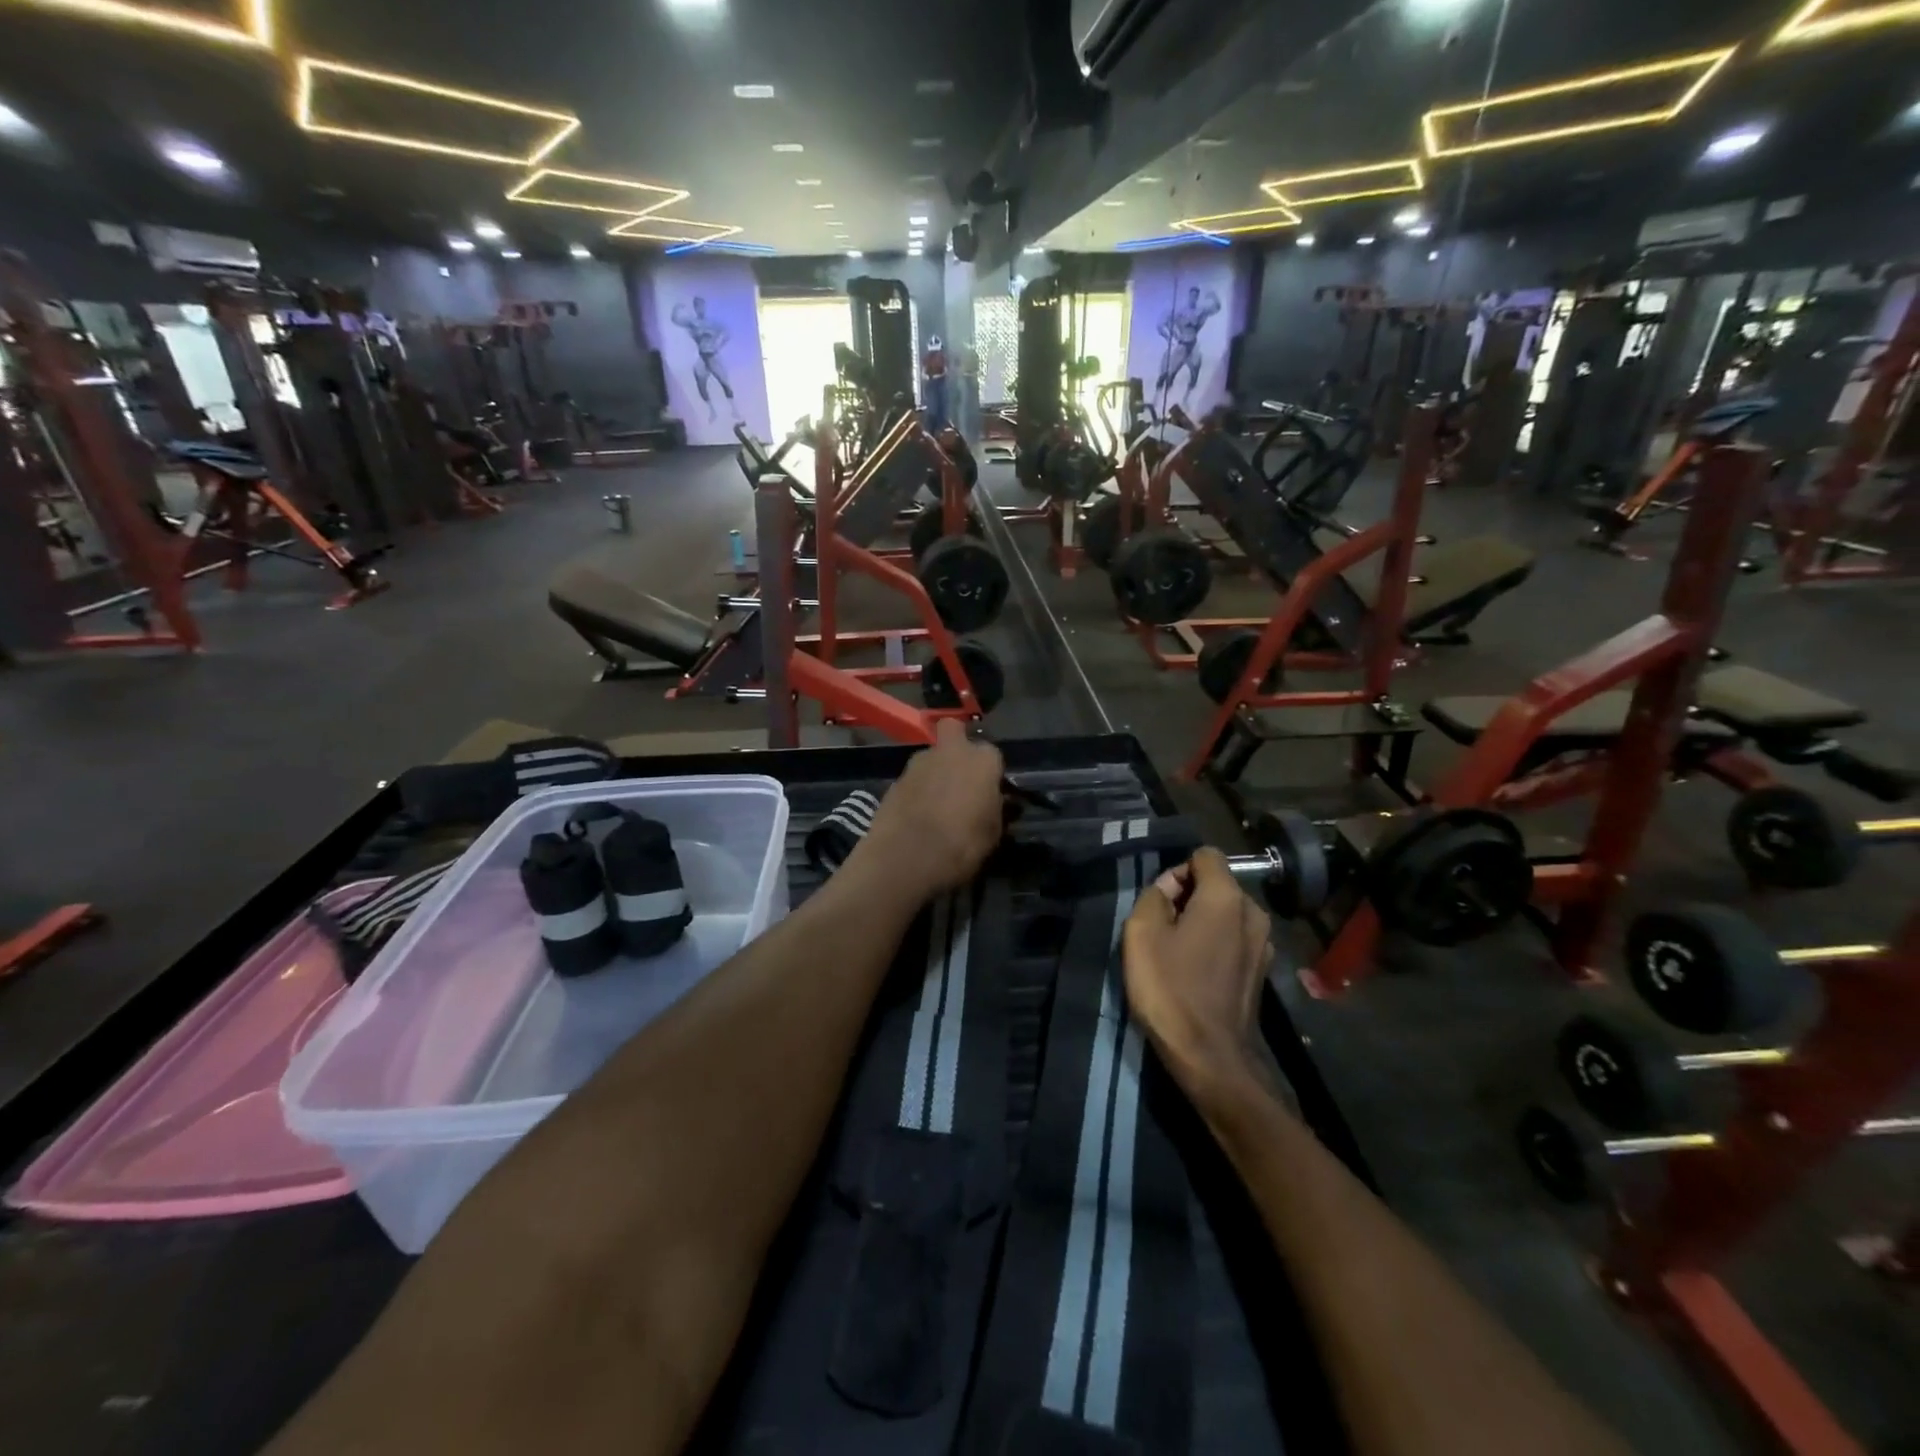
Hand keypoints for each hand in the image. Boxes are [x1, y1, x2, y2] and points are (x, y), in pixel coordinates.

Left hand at [851, 720, 1003, 902]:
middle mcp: (950, 751)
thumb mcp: (993, 833)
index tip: (989, 792)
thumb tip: (994, 802)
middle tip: (960, 776)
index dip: (990, 772)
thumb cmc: (962, 844)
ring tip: (936, 803)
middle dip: (957, 745)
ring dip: (935, 771)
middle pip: (954, 731)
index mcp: (982, 760)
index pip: (993, 754)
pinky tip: (917, 815)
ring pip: (931, 756)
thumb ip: (995, 809)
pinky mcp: (894, 779)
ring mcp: (918, 762)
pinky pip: (913, 779)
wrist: (907, 857)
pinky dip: (916, 790)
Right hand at [1123, 849, 1271, 1094]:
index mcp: (1226, 897)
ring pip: (1225, 913)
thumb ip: (1154, 895)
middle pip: (1216, 884)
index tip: (1161, 903)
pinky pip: (1234, 939)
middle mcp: (1253, 912)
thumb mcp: (1141, 932)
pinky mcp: (1262, 971)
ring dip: (1201, 922)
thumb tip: (1169, 890)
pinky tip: (1196, 972)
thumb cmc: (1171, 988)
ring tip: (1177, 953)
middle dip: (1188, 896)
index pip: (1204, 855)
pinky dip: (1215, 944)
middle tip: (1162, 929)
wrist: (1210, 1056)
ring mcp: (1264, 944)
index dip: (1177, 870)